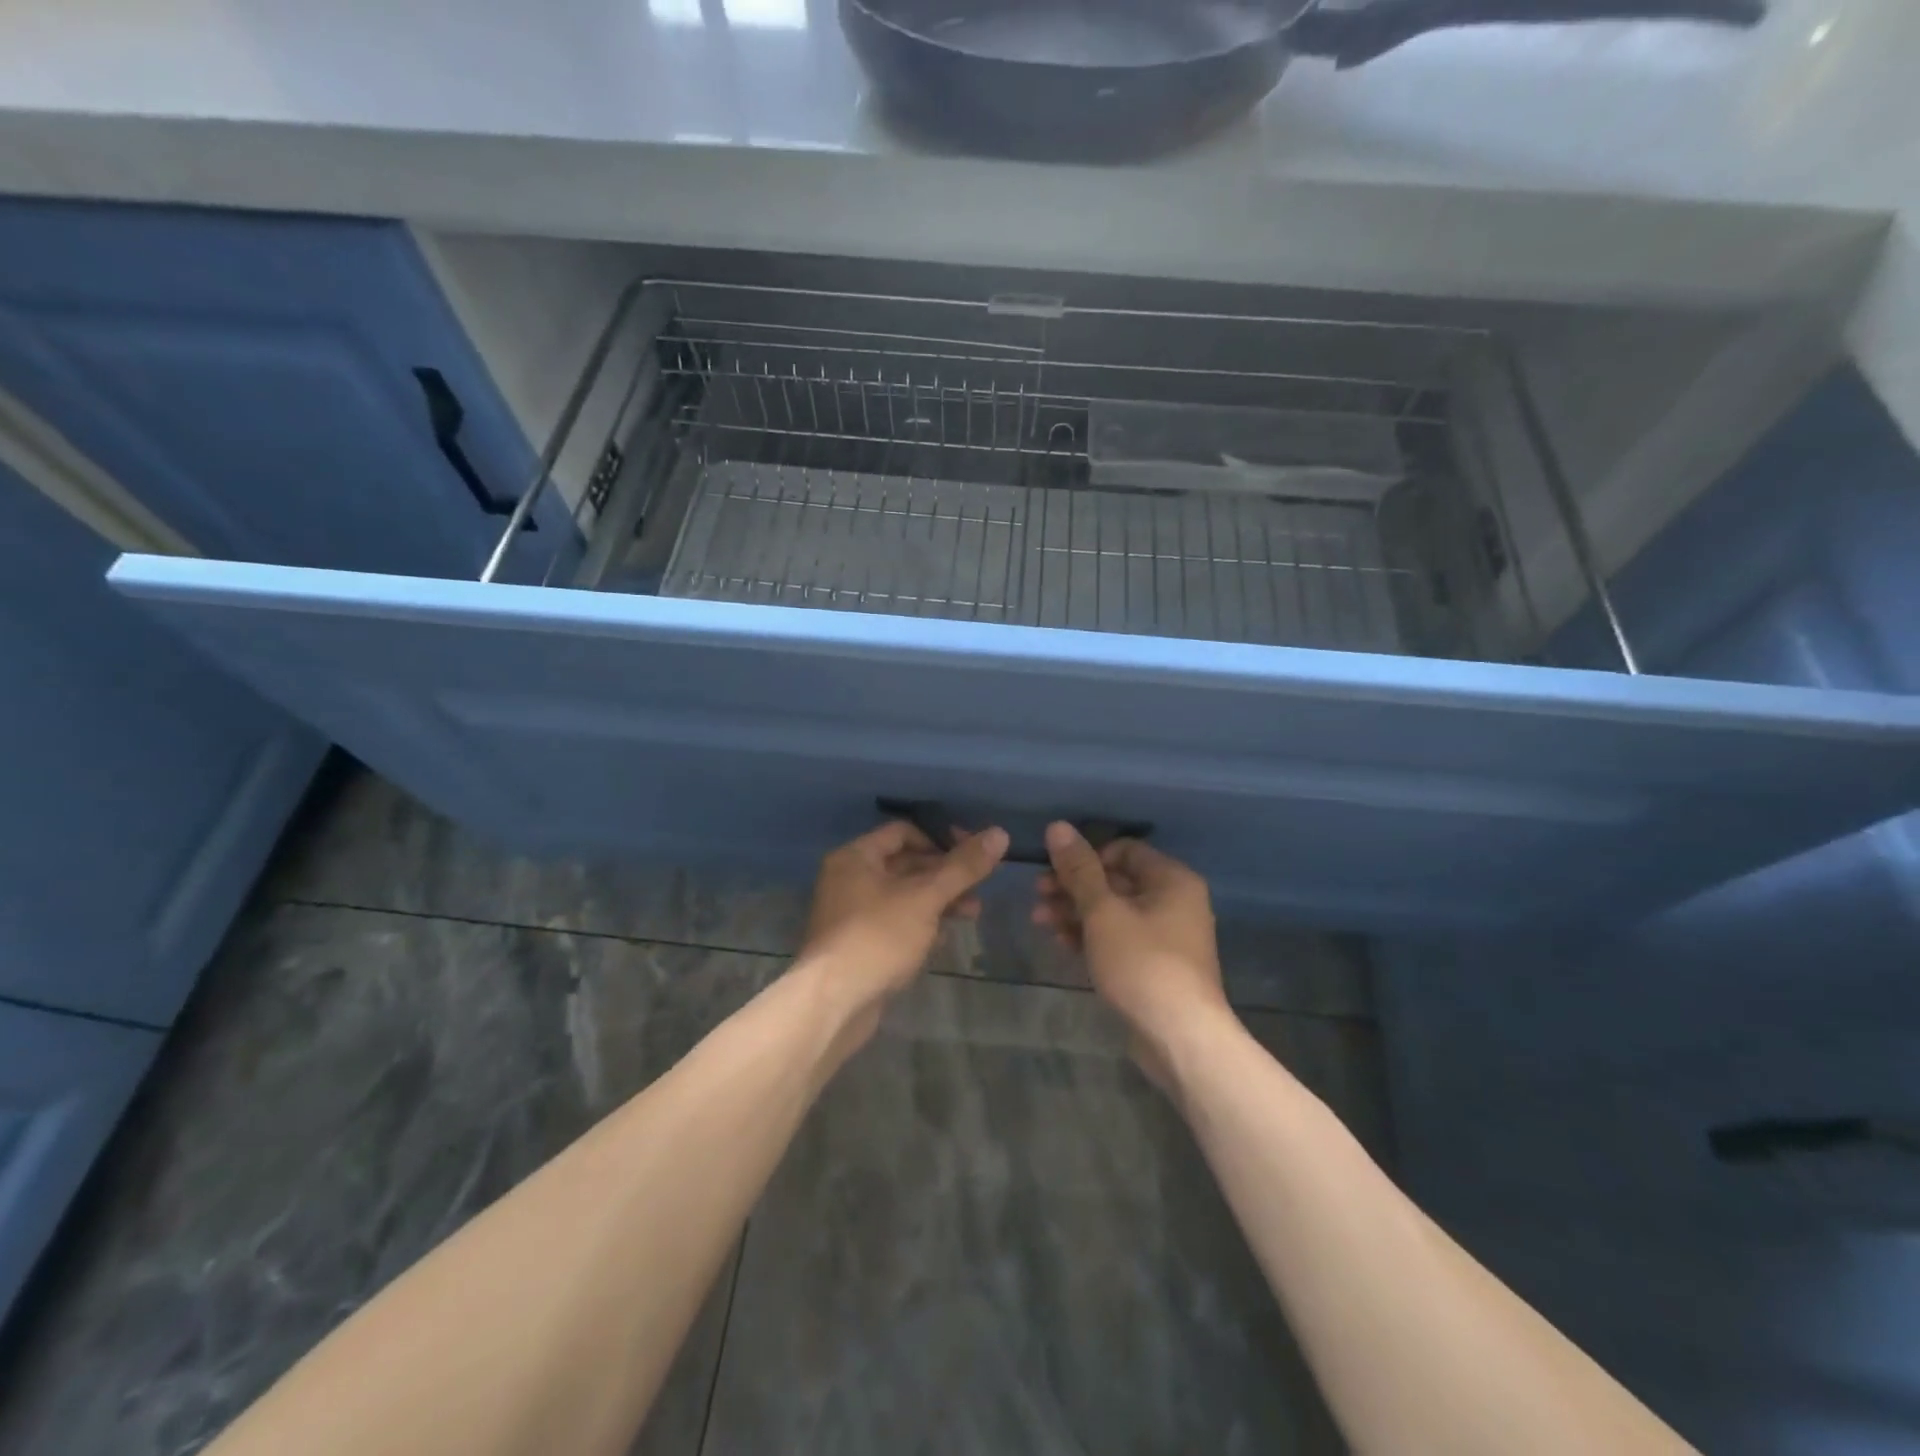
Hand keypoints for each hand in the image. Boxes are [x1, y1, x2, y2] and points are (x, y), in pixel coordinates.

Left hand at [796, 819, 1008, 1039]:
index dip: (940, 839)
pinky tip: (944, 939)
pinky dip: (921, 925)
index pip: (904, 832)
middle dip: (945, 875)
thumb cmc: (878, 937)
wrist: (833, 1003)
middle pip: (905, 864)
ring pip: (903, 896)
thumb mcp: (926, 897)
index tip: (973, 855)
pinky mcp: (858, 945)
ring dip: (938, 901)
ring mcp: (852, 914)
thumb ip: (962, 867)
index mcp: (856, 857)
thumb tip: (999, 833)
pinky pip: (895, 923)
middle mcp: (849, 879)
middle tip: (979, 888)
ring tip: (972, 913)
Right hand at [1033, 823, 1232, 1078]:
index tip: (1054, 870)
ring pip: (1112, 911)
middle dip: (1073, 886)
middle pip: (1115, 880)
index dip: (1086, 856)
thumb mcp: (1103, 911)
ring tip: (1040, 921)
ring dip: (1075, 911)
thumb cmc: (1142, 964)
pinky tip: (1061, 942)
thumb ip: (1079, 870)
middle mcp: (1173, 901)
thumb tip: (1057, 827)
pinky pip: (1118, 938)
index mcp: (1171, 879)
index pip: (1123, 849)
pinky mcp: (1154, 965)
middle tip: (1036, 895)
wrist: (1180, 1038)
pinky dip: (1090, 936)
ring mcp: (1165, 936)